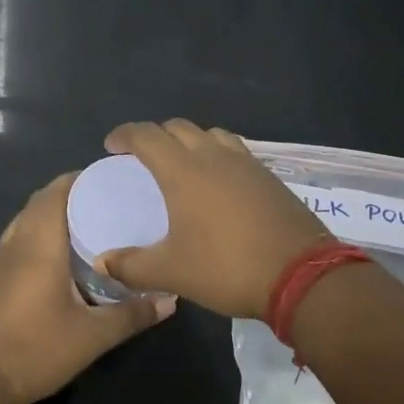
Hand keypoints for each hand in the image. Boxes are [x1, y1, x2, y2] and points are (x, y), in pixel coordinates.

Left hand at [0, 173, 175, 403]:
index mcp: (39, 244)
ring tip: (87, 226)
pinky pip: (17, 240)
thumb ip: (132, 314)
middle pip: (40, 201)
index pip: (57, 191)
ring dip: (51, 214)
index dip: (81, 179)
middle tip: (107, 203)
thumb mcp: (93, 336)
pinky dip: (38, 234)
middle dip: (71, 194)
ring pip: (26, 220)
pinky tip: (58, 259)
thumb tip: (170, 300)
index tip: (111, 180)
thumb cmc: (37, 350)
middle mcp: (15, 242)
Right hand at [97, 120, 329, 320]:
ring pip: (210, 134)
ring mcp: (246, 163)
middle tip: (142, 157)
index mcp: (183, 171)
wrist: (301, 275)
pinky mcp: (268, 176)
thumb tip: (102, 262)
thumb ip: (131, 266)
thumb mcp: (171, 272)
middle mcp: (213, 156)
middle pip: (177, 127)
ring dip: (189, 140)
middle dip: (155, 135)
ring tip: (181, 164)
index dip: (124, 135)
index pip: (146, 135)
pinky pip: (234, 151)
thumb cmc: (226, 267)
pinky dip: (216, 155)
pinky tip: (217, 183)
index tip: (111, 146)